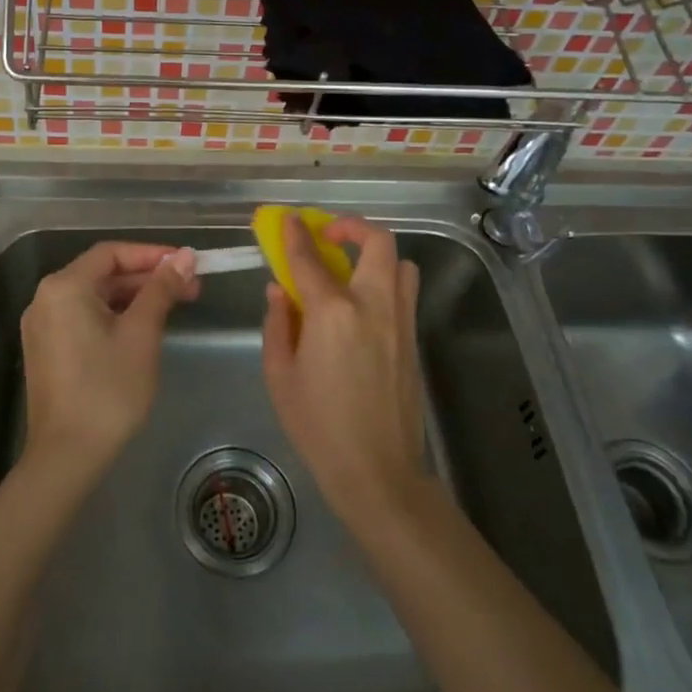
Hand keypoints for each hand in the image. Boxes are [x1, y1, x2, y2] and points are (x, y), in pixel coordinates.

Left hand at [20, 242, 197, 475]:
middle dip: (148, 278)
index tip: (186, 263)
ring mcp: (43, 325)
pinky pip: (84, 317)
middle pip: (103, 274)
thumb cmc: (108, 389)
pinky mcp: (47, 349)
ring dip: (134, 298)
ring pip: (95, 297)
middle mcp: (46, 298)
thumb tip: (185, 256)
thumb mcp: (142, 333)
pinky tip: (144, 327)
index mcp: (65, 286)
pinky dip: (115, 316)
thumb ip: (162, 289)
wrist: (67, 456)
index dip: (152, 254)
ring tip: (174, 307)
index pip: (112, 253)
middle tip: (190, 288)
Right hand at [261, 214, 429, 519]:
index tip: (288, 220)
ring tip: (351, 269)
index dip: (295, 235)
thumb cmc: (318, 425)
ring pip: (400, 263)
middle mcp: (373, 305)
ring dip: (375, 254)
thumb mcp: (280, 375)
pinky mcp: (413, 338)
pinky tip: (361, 306)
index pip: (309, 258)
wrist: (378, 471)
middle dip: (351, 227)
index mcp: (333, 312)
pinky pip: (404, 292)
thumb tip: (279, 291)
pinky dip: (385, 281)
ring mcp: (400, 320)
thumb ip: (278, 324)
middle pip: (377, 242)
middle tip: (329, 236)